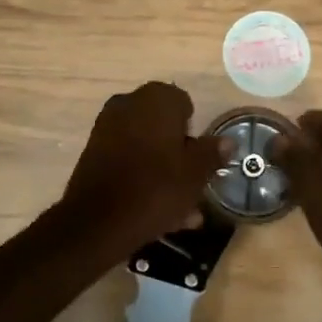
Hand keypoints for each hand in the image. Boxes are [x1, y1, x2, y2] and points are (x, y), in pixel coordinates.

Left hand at [51, 82, 223, 261]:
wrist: (97, 222)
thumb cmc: (156, 189)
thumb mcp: (195, 173)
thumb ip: (212, 153)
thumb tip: (227, 141)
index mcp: (156, 99)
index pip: (184, 104)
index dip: (194, 132)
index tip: (198, 160)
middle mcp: (129, 103)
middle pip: (164, 127)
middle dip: (179, 155)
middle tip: (192, 187)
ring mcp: (107, 127)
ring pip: (147, 147)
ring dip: (163, 172)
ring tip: (181, 211)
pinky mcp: (94, 152)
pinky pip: (128, 160)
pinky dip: (142, 177)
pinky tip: (158, 213)